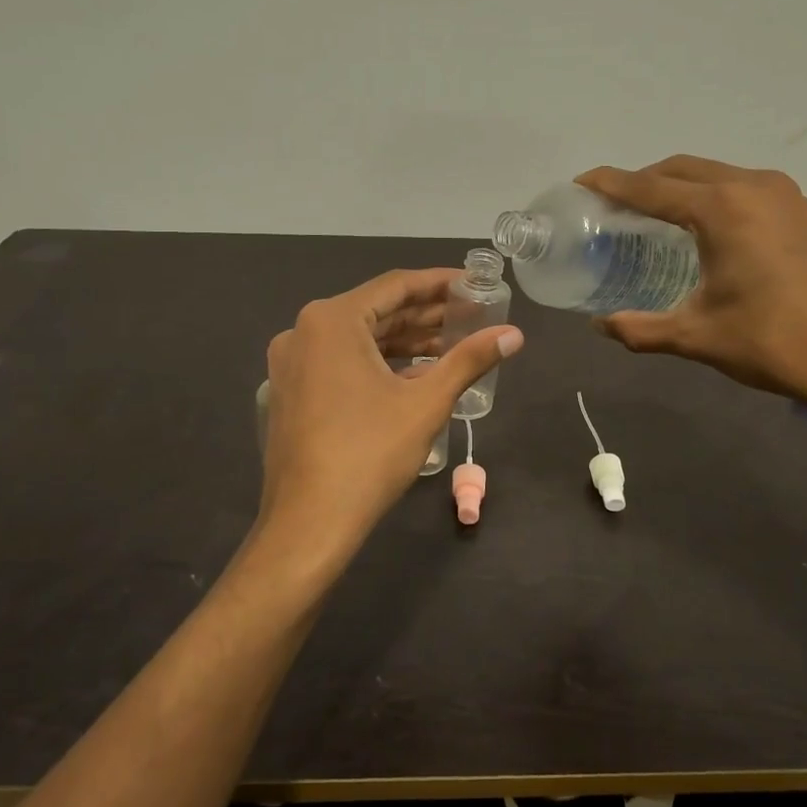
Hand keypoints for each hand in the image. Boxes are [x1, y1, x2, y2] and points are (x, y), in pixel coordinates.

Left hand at [257, 268, 522, 568]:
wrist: (309, 523)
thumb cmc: (369, 454)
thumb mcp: (426, 403)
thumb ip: (470, 359)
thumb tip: (514, 333)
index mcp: (331, 321)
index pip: (395, 286)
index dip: (439, 283)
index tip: (474, 283)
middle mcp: (303, 332)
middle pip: (376, 312)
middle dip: (425, 315)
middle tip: (471, 315)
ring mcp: (292, 364)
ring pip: (358, 340)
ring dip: (405, 341)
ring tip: (452, 345)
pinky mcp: (292, 392)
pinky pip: (341, 363)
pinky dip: (379, 364)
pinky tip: (416, 375)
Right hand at [577, 156, 806, 421]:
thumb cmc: (774, 344)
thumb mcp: (697, 337)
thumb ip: (640, 329)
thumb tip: (600, 326)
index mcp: (723, 209)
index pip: (652, 187)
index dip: (612, 184)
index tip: (582, 182)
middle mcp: (755, 188)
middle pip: (685, 169)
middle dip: (646, 180)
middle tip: (615, 203)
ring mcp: (789, 197)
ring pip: (720, 175)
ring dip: (684, 186)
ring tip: (659, 215)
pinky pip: (748, 191)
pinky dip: (718, 198)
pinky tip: (713, 232)